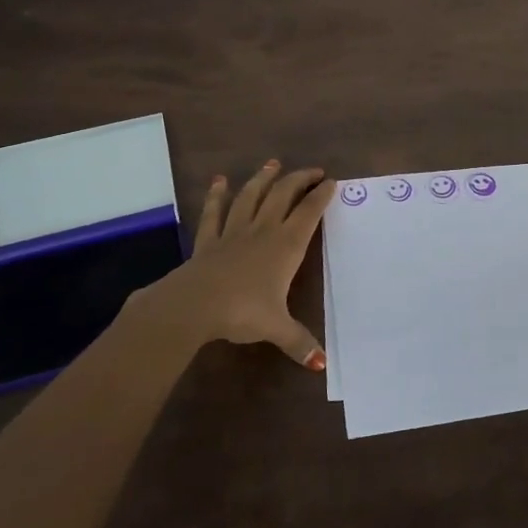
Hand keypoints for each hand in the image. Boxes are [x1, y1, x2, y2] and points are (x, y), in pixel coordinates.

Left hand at [135, 161, 334, 369]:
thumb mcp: (277, 328)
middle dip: (299, 179)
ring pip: (251, 196)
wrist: (195, 304)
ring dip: (263, 178)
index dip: (322, 196)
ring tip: (272, 164)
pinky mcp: (209, 240)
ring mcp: (233, 232)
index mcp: (285, 246)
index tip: (332, 182)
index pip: (309, 213)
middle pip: (283, 195)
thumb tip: (322, 364)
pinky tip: (219, 182)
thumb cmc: (242, 311)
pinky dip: (217, 196)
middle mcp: (263, 231)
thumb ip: (299, 342)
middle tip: (312, 171)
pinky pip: (214, 212)